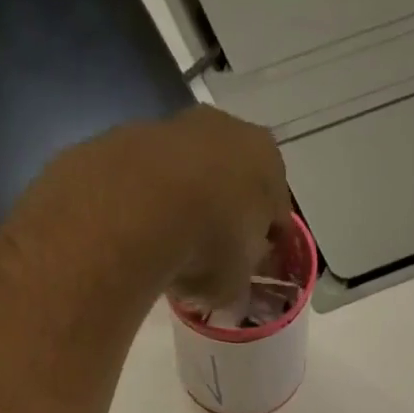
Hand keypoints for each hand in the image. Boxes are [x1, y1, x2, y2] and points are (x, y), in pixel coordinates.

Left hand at [152, 106, 291, 307]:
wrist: (137, 208)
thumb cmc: (208, 247)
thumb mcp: (235, 285)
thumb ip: (240, 282)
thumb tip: (234, 285)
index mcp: (270, 165)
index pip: (277, 214)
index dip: (267, 246)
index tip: (254, 270)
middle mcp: (232, 132)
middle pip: (236, 184)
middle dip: (228, 217)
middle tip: (215, 257)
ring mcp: (181, 126)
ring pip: (194, 175)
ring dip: (189, 205)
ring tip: (174, 247)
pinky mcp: (136, 133)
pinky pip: (156, 178)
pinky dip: (155, 200)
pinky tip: (145, 231)